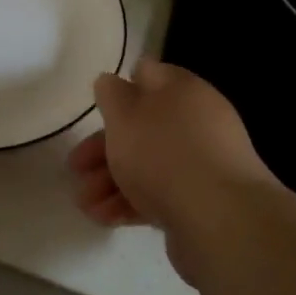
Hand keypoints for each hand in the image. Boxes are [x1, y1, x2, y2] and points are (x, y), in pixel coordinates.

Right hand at [68, 60, 275, 280]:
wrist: (220, 219)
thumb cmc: (163, 153)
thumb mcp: (124, 114)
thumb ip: (112, 94)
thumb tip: (111, 82)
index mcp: (182, 90)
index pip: (148, 75)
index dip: (119, 89)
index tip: (96, 110)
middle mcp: (198, 121)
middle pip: (143, 126)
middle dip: (103, 148)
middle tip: (75, 168)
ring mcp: (203, 163)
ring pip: (148, 164)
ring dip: (111, 181)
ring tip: (85, 205)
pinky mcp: (203, 201)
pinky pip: (161, 195)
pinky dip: (131, 203)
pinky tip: (105, 219)